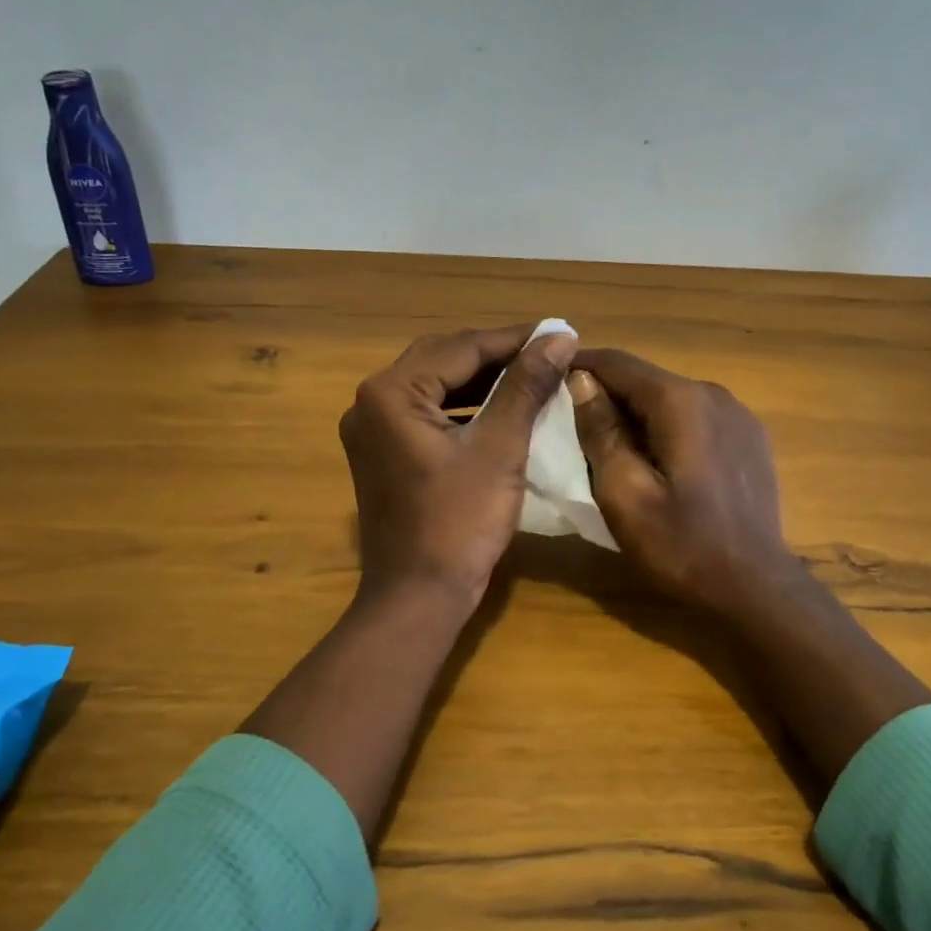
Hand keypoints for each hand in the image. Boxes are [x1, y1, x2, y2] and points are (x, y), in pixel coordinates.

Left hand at [341, 325, 578, 608]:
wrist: (418, 597)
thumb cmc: (460, 523)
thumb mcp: (500, 448)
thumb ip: (526, 386)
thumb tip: (558, 337)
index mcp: (391, 392)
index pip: (462, 348)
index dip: (515, 339)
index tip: (560, 333)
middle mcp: (371, 401)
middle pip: (443, 359)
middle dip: (497, 355)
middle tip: (547, 352)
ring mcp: (371, 428)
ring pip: (434, 384)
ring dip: (480, 379)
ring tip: (530, 374)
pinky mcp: (382, 452)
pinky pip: (426, 412)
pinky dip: (462, 406)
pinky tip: (498, 408)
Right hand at [568, 349, 808, 619]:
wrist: (757, 590)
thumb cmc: (681, 546)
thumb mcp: (624, 494)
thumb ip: (600, 431)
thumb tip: (581, 380)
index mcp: (680, 401)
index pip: (618, 363)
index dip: (579, 366)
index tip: (548, 378)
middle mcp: (713, 393)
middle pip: (646, 380)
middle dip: (607, 394)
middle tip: (572, 422)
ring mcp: (738, 414)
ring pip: (671, 398)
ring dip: (638, 413)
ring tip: (610, 444)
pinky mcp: (750, 437)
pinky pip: (696, 417)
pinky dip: (668, 426)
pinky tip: (658, 460)